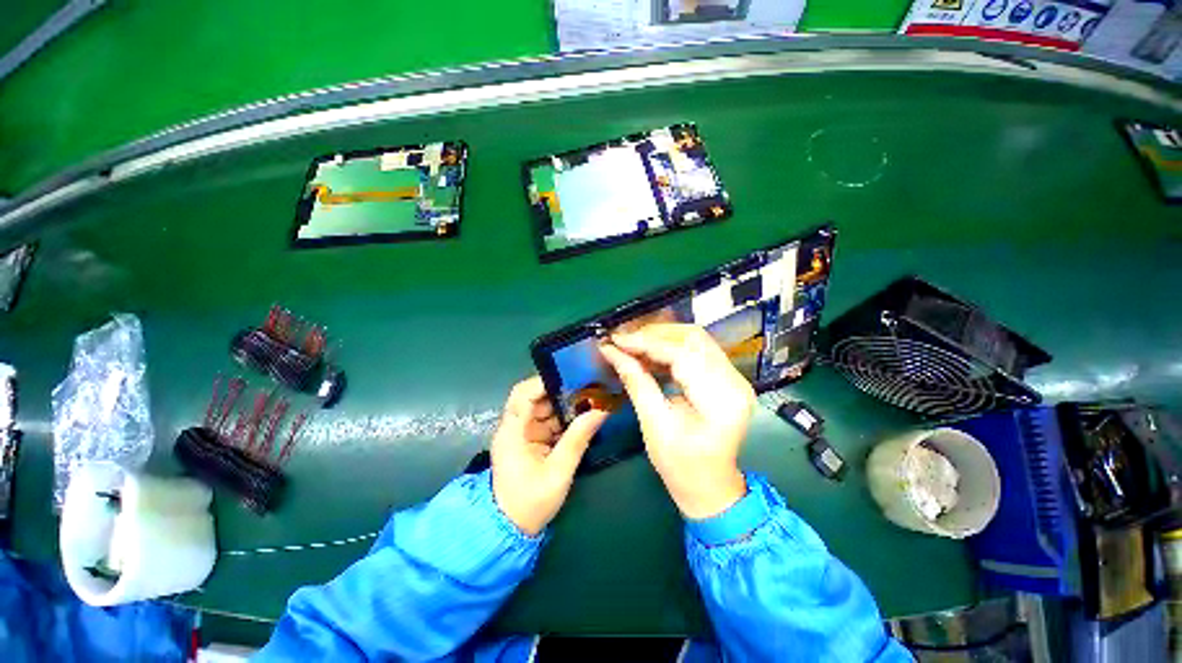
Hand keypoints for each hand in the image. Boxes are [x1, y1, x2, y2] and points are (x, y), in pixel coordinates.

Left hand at [491, 376, 608, 535]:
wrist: (511, 531)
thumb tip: (601, 410)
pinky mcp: (532, 441)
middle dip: (562, 392)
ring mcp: (523, 433)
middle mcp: (515, 427)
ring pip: (545, 409)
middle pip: (536, 398)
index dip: (544, 381)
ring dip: (567, 406)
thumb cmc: (529, 503)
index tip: (572, 378)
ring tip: (592, 399)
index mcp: (512, 432)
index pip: (522, 394)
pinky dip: (565, 420)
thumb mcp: (558, 472)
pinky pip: (550, 422)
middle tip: (590, 388)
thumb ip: (578, 439)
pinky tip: (584, 417)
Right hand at [599, 323, 753, 518]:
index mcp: (721, 401)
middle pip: (693, 338)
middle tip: (623, 341)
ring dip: (661, 338)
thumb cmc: (681, 466)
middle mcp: (735, 382)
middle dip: (654, 334)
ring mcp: (734, 377)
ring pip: (694, 339)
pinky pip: (696, 350)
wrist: (710, 486)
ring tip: (632, 345)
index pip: (682, 355)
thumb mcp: (654, 425)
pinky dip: (670, 347)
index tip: (616, 341)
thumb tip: (611, 351)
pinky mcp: (726, 377)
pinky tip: (649, 354)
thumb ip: (636, 382)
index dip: (646, 343)